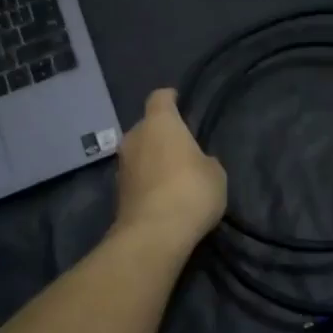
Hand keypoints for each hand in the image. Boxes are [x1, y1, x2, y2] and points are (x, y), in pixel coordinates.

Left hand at [113, 89, 226, 249]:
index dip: (170, 98)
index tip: (179, 101)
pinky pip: (136, 176)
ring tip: (172, 174)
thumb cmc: (191, 191)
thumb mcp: (215, 173)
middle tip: (181, 146)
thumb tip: (196, 163)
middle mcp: (134, 137)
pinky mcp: (117, 192)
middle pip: (147, 126)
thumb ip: (204, 160)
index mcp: (159, 123)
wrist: (153, 235)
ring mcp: (122, 165)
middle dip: (161, 133)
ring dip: (152, 158)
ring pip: (139, 152)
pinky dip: (146, 181)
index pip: (160, 97)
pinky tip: (162, 195)